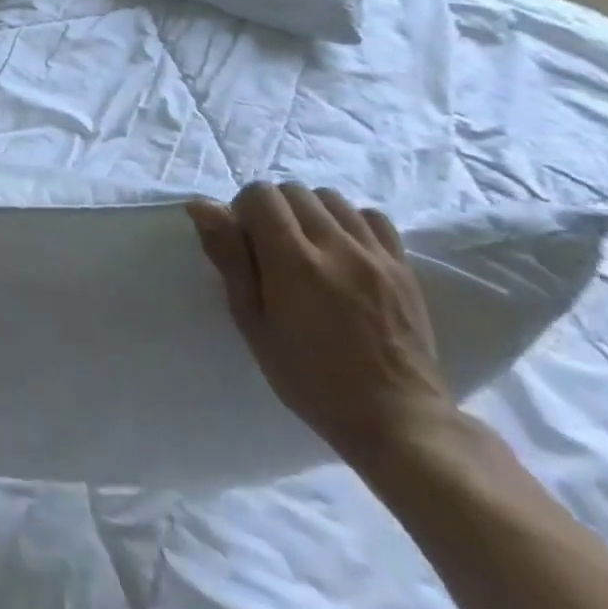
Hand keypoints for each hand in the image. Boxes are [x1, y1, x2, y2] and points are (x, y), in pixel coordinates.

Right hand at [188, 182, 456, 472]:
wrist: (396, 417)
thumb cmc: (307, 375)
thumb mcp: (251, 321)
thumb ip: (229, 258)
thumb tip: (203, 206)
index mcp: (293, 262)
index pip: (260, 195)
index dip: (241, 209)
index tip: (242, 241)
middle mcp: (337, 247)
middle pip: (294, 191)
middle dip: (272, 207)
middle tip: (268, 245)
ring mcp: (377, 256)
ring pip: (332, 198)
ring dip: (309, 211)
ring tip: (305, 244)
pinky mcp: (404, 268)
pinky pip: (372, 217)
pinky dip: (349, 220)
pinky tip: (342, 248)